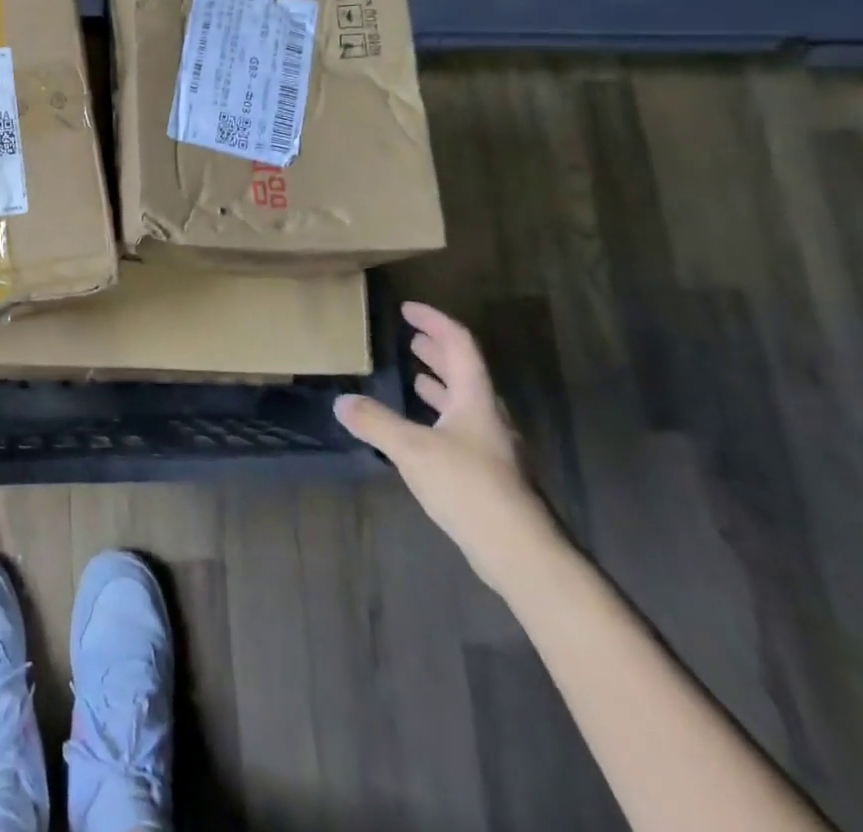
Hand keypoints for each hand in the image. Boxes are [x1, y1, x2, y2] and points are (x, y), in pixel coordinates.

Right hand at [335, 301, 557, 593]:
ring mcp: (491, 447)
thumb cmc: (469, 487)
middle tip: (411, 339)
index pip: (459, 344)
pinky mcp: (488, 474)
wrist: (521, 552)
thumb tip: (341, 402)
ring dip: (439, 384)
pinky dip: (438, 417)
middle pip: (464, 371)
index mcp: (475, 398)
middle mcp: (487, 416)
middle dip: (437, 351)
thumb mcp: (413, 449)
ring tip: (415, 377)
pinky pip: (460, 429)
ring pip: (464, 402)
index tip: (407, 310)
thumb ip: (376, 423)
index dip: (434, 322)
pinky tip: (421, 431)